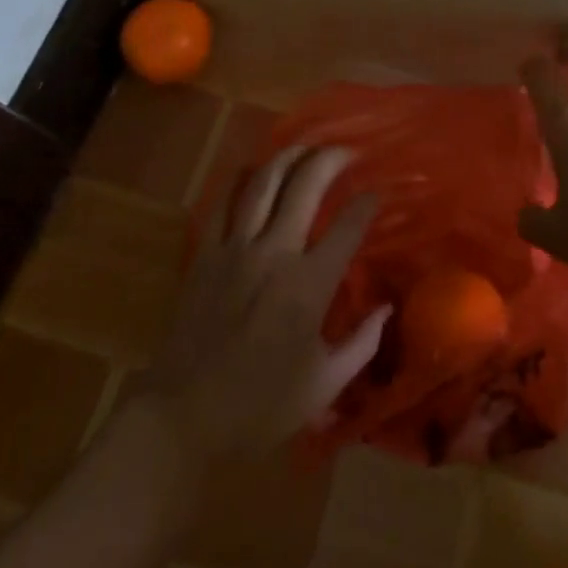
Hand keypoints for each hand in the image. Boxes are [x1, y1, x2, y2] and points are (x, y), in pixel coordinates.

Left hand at [141, 145, 388, 464]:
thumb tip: (386, 310)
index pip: (348, 227)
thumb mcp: (323, 386)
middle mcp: (276, 253)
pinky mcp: (205, 254)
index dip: (367, 203)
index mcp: (309, 284)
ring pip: (264, 183)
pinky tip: (251, 169)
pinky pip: (221, 203)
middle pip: (306, 185)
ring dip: (288, 157)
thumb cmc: (259, 409)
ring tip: (305, 148)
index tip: (377, 192)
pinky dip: (238, 179)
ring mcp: (236, 249)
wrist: (182, 419)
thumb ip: (361, 345)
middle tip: (346, 151)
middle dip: (331, 159)